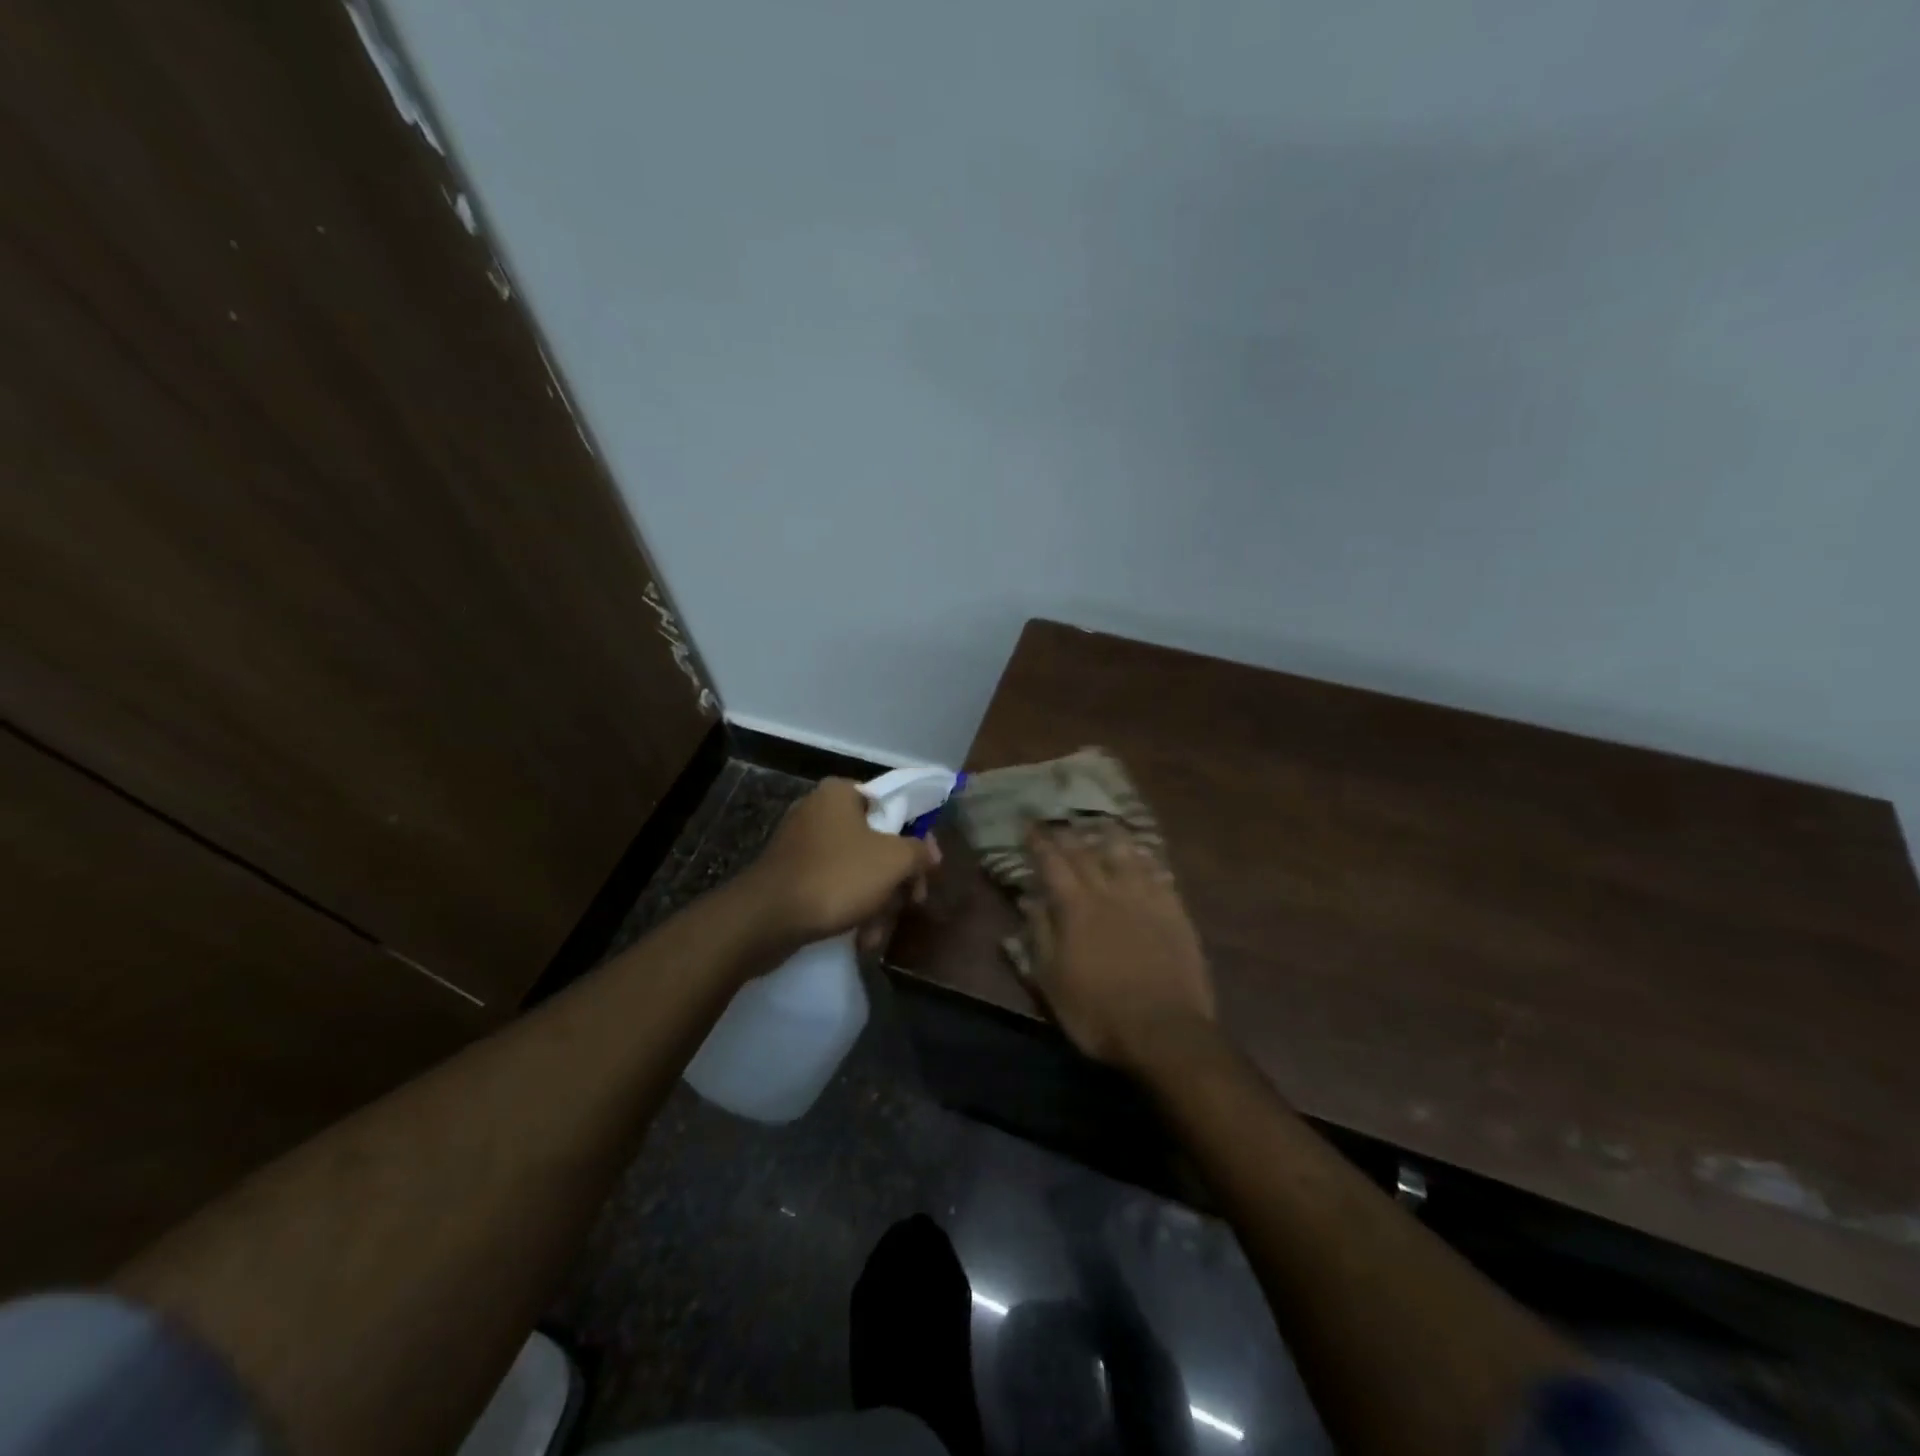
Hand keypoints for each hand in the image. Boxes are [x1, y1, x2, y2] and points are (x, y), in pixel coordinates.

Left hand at [745, 778, 939, 951]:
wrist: (766, 919)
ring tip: (876, 934)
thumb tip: (930, 852)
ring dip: (874, 902)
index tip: (923, 872)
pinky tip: (858, 937)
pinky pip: (830, 884)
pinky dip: (847, 907)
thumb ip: (919, 852)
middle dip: (894, 881)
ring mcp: (799, 843)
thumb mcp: (893, 861)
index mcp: (840, 793)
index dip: (914, 840)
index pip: (891, 806)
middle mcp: (818, 810)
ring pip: (854, 868)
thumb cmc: (836, 877)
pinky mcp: (788, 874)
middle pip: (875, 842)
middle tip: (907, 905)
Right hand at [1022, 820, 1216, 1074]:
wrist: (1164, 1032)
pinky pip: (1159, 874)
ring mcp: (1146, 899)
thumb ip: (1039, 935)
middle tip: (1060, 821)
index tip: (1029, 826)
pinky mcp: (1175, 912)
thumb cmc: (1097, 1013)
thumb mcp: (1051, 982)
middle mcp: (1109, 892)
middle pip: (1086, 852)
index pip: (1052, 863)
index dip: (1039, 842)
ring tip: (1102, 825)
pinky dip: (1146, 859)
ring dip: (1110, 837)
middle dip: (1069, 834)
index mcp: (1075, 907)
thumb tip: (1029, 900)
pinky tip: (1143, 855)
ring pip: (1126, 854)